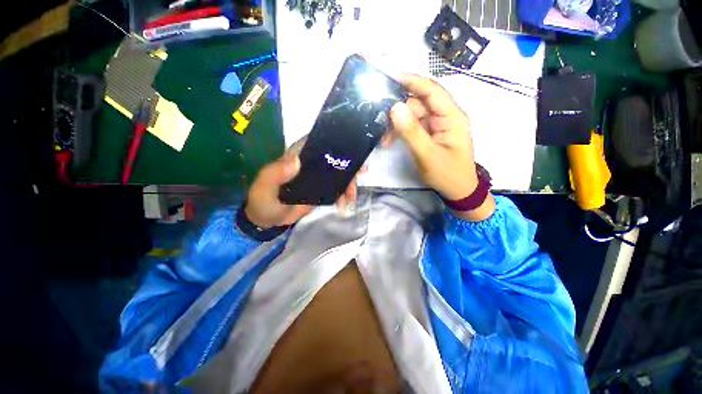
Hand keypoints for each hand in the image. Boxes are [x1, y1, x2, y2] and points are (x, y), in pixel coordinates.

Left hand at [244, 152, 360, 228]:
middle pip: (335, 158)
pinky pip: (337, 189)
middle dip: (350, 165)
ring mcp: (317, 178)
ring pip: (339, 174)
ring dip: (349, 183)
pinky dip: (344, 194)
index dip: (335, 141)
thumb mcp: (264, 187)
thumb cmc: (263, 200)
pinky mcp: (321, 190)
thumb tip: (296, 161)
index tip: (352, 147)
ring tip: (351, 197)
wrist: (267, 220)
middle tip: (360, 174)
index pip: (318, 142)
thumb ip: (275, 173)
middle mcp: (310, 164)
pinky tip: (347, 203)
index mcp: (297, 156)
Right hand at [386, 74, 494, 221]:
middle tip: (380, 121)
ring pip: (413, 115)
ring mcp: (437, 125)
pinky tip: (390, 141)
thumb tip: (395, 108)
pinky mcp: (430, 134)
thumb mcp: (427, 155)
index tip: (391, 77)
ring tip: (384, 139)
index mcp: (452, 117)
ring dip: (397, 124)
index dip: (413, 81)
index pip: (432, 91)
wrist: (457, 191)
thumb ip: (411, 132)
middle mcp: (445, 116)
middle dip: (399, 111)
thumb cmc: (447, 174)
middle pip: (419, 103)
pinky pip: (413, 126)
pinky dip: (400, 131)